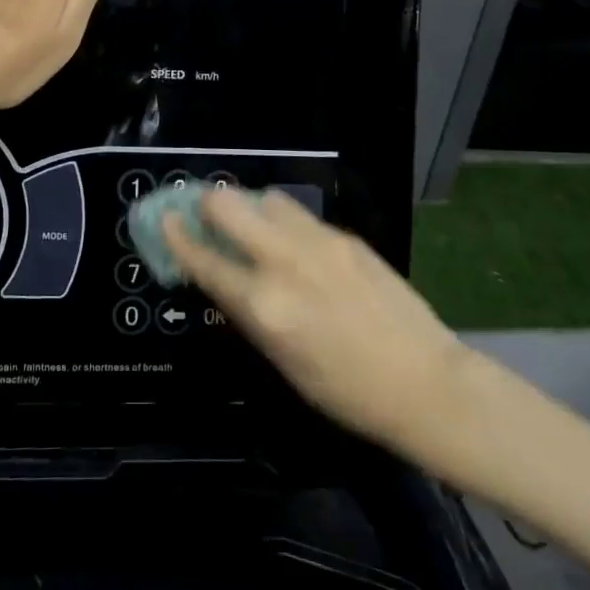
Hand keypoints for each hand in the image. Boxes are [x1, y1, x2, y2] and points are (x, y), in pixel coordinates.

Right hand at [165, 188, 469, 456]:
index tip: (164, 218)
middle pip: (227, 204)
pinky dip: (285, 223)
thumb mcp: (281, 360)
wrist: (425, 382)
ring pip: (267, 198)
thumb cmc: (344, 390)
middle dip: (208, 204)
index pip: (204, 259)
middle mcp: (285, 262)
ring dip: (251, 208)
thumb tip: (220, 275)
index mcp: (264, 305)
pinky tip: (295, 246)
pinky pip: (300, 216)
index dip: (177, 236)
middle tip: (207, 216)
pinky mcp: (345, 236)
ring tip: (255, 228)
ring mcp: (318, 242)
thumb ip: (246, 310)